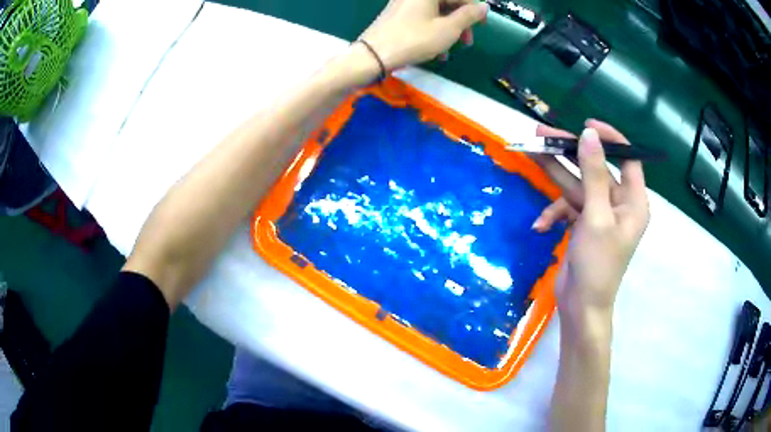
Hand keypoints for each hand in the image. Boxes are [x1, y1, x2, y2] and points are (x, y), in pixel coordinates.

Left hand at [360, 0, 488, 69]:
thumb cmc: (414, 39)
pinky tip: (436, 51)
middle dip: (460, 23)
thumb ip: (469, 16)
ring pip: (435, 13)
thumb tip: (484, 6)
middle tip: (467, 41)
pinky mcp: (396, 15)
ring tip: (449, 51)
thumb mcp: (448, 29)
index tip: (482, 25)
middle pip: (446, 3)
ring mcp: (403, 3)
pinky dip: (432, 32)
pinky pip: (422, 19)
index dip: (474, 9)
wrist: (373, 55)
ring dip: (447, 31)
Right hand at [533, 120, 649, 330]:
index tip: (586, 126)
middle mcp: (618, 204)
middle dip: (569, 153)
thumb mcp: (596, 216)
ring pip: (577, 185)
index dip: (610, 139)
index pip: (628, 158)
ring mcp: (599, 215)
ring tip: (530, 154)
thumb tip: (588, 135)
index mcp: (633, 201)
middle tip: (543, 134)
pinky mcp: (583, 225)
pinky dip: (554, 214)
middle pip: (595, 168)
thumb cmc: (597, 264)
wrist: (580, 307)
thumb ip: (593, 174)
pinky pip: (568, 208)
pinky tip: (541, 226)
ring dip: (555, 176)